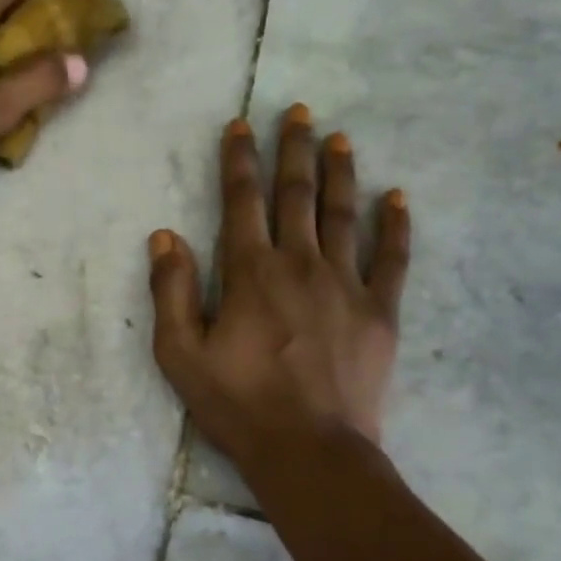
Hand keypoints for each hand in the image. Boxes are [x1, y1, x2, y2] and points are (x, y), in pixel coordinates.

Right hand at [147, 104, 410, 463]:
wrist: (309, 449)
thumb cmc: (238, 403)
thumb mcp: (180, 353)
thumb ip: (171, 291)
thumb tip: (165, 235)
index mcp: (250, 272)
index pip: (242, 201)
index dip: (239, 160)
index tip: (240, 126)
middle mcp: (299, 264)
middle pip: (297, 195)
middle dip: (294, 150)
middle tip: (298, 112)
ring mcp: (346, 285)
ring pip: (342, 215)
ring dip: (340, 173)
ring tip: (340, 138)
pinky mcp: (379, 312)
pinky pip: (391, 259)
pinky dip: (393, 226)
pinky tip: (395, 198)